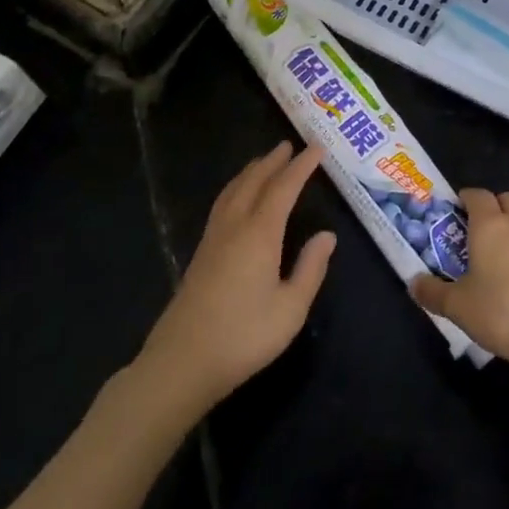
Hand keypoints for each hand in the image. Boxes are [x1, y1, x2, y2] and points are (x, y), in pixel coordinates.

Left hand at [137, 143, 336, 412]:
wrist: (182, 362)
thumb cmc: (243, 337)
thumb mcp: (291, 308)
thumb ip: (310, 268)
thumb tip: (326, 235)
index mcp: (259, 234)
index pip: (284, 188)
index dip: (301, 167)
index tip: (317, 149)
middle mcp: (234, 227)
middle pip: (254, 182)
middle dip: (273, 162)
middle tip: (289, 145)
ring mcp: (212, 240)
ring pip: (232, 191)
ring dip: (250, 172)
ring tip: (263, 162)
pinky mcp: (200, 255)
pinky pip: (222, 205)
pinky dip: (236, 189)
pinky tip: (237, 199)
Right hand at [409, 189, 508, 373]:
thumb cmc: (502, 310)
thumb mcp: (458, 306)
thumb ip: (433, 293)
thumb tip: (414, 283)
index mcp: (489, 224)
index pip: (477, 195)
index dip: (464, 198)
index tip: (454, 211)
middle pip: (505, 199)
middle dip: (491, 207)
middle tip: (475, 231)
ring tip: (498, 254)